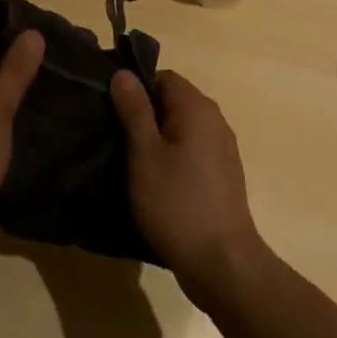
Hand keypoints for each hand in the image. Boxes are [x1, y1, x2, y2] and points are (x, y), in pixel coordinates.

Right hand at [110, 69, 265, 303]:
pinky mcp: (223, 175)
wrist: (222, 263)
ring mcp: (223, 148)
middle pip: (173, 101)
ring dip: (157, 138)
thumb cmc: (177, 203)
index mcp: (197, 107)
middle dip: (144, 114)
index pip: (162, 77)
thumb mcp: (144, 154)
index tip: (112, 110)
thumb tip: (124, 74)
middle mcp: (215, 120)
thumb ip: (134, 110)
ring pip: (182, 128)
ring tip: (130, 161)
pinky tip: (155, 182)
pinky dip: (173, 157)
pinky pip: (192, 151)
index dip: (135, 88)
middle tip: (116, 136)